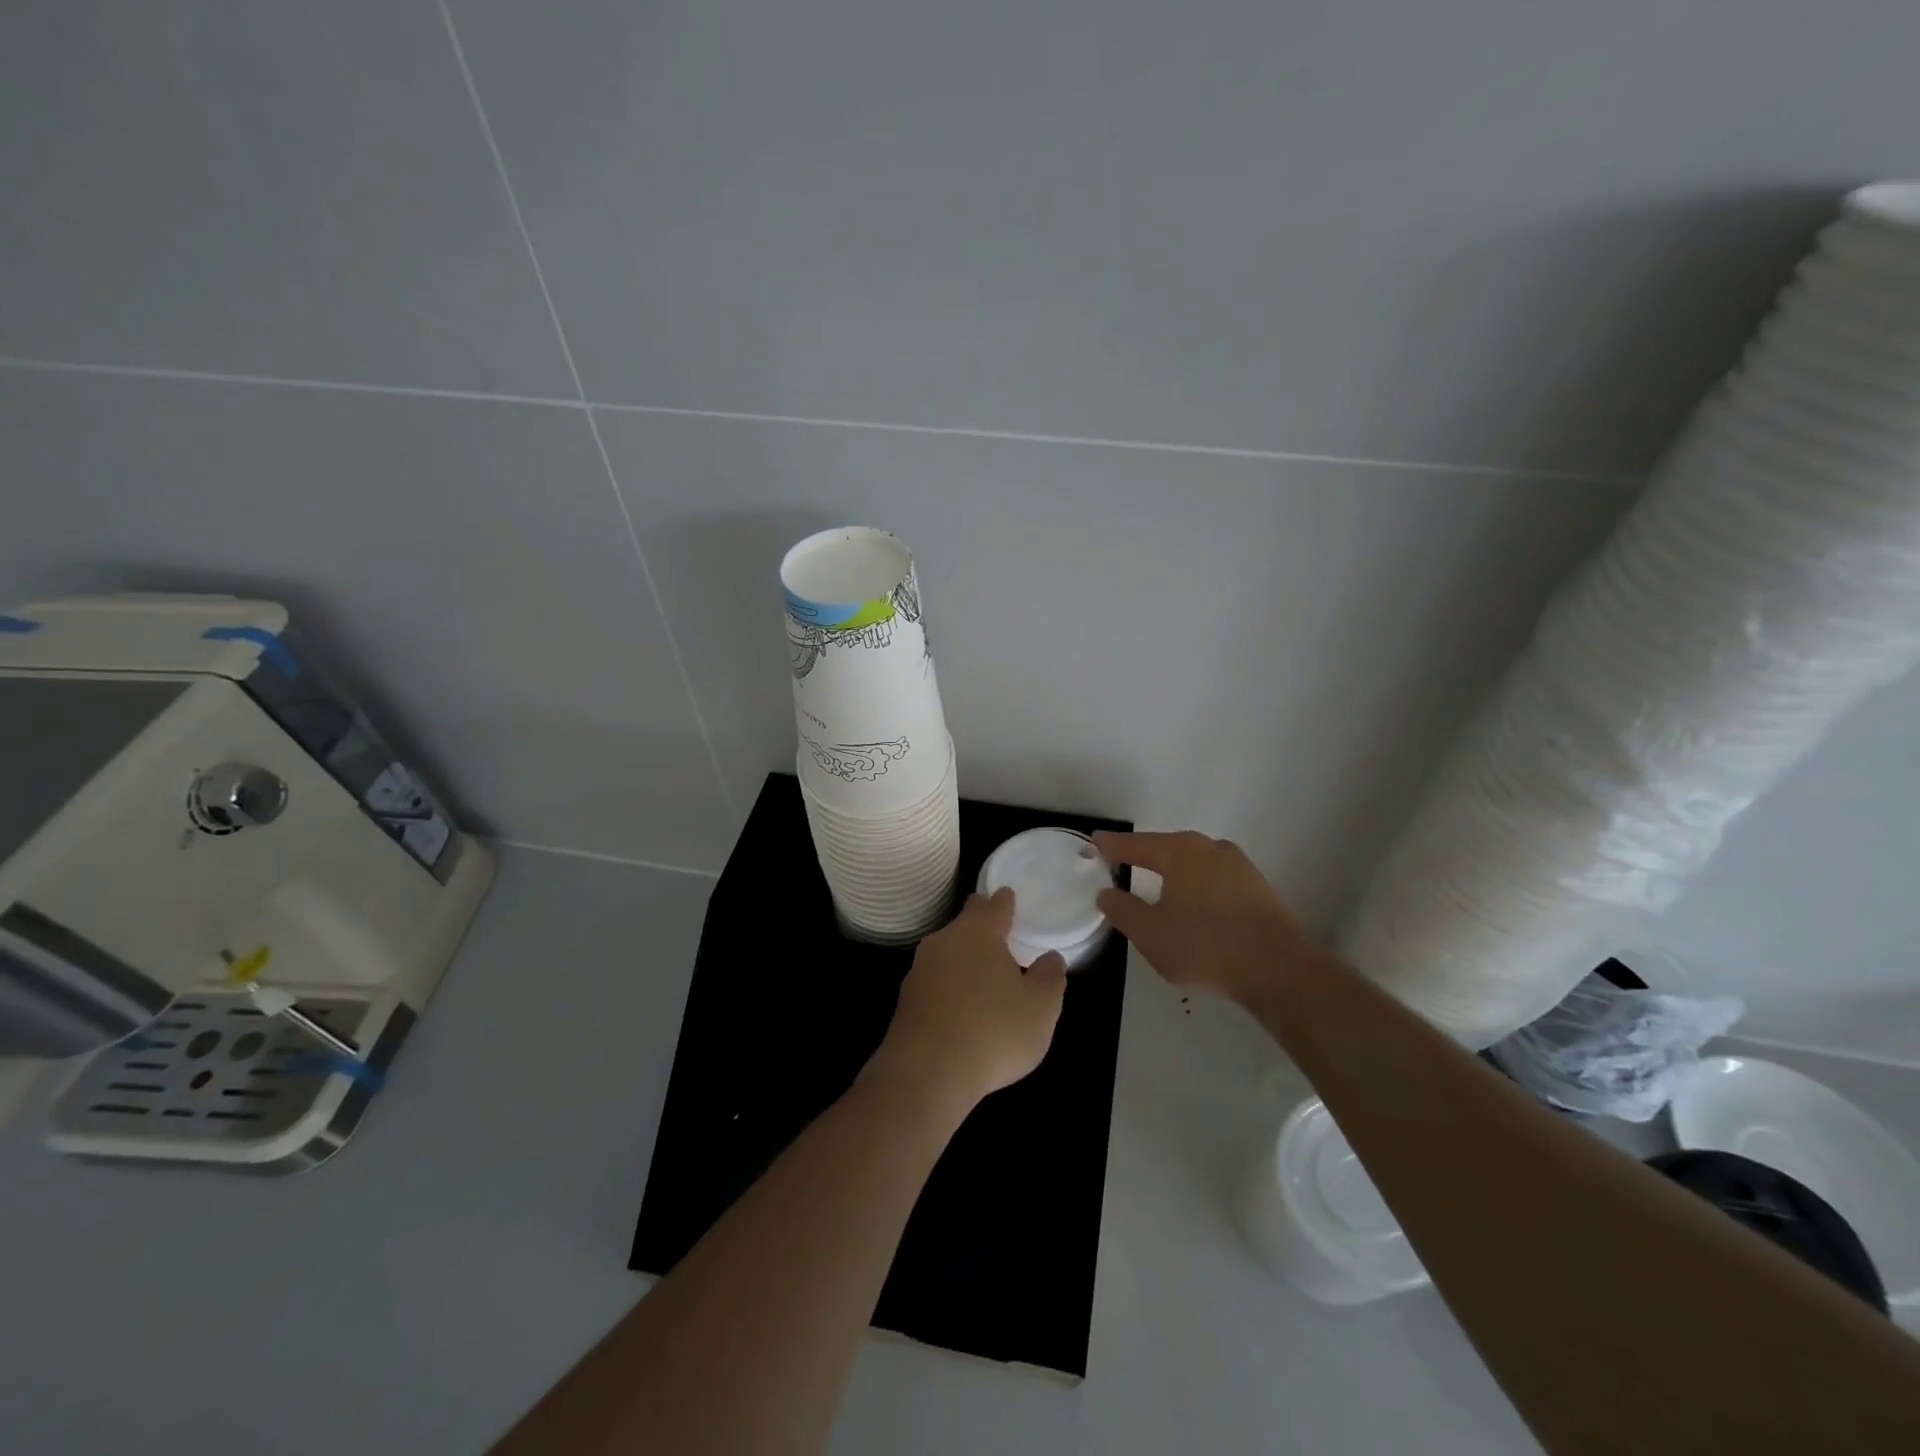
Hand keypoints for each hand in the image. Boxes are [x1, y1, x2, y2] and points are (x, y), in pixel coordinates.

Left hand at [867, 889, 1067, 1111]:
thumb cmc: (993, 1031)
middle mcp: (946, 940)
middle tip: (996, 925)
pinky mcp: (907, 997)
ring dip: (963, 953)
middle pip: (966, 921)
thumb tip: (1050, 959)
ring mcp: (921, 968)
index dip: (1005, 901)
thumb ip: (1050, 977)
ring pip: (947, 948)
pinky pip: (935, 978)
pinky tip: (959, 1001)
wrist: (927, 1073)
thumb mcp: (1041, 1008)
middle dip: (980, 919)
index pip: (995, 905)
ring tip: (981, 967)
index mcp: (980, 932)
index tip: (1009, 896)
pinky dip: (949, 981)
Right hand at [1093, 830, 1314, 1004]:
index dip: (1112, 846)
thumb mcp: (1150, 933)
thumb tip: (1106, 892)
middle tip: (1122, 860)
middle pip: (1167, 847)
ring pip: (1194, 862)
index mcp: (1179, 852)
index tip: (1094, 842)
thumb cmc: (1204, 946)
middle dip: (1144, 854)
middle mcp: (1209, 848)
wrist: (1279, 969)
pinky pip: (1215, 878)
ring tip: (1156, 882)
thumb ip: (1123, 910)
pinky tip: (1193, 903)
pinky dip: (1197, 884)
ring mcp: (1238, 866)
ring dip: (1173, 870)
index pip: (1136, 845)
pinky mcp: (1257, 887)